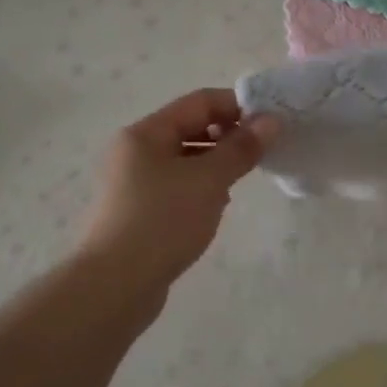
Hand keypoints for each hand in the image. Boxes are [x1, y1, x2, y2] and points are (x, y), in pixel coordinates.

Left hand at [78, 89, 276, 293]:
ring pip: (184, 159)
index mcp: (146, 133)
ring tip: (240, 182)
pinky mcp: (137, 211)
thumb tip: (271, 121)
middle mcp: (135, 151)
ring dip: (215, 164)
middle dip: (228, 136)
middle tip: (260, 154)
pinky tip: (215, 207)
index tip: (271, 124)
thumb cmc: (163, 221)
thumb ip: (241, 148)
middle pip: (190, 128)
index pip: (199, 102)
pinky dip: (199, 188)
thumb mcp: (209, 180)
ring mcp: (133, 183)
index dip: (237, 106)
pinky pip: (176, 186)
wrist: (115, 285)